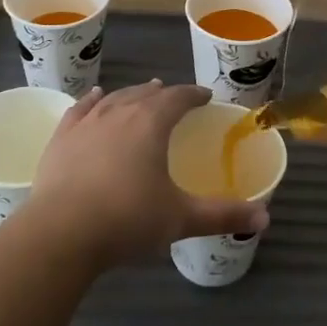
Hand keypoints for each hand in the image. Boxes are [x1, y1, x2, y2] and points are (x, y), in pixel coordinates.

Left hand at [22, 81, 268, 266]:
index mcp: (151, 124)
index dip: (193, 95)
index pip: (177, 98)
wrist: (61, 232)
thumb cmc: (127, 219)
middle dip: (162, 94)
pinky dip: (91, 100)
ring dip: (130, 94)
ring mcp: (86, 123)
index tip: (204, 96)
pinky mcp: (61, 137)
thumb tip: (265, 218)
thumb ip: (223, 215)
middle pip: (144, 94)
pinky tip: (94, 97)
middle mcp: (119, 112)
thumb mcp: (180, 219)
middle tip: (172, 97)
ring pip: (113, 98)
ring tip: (140, 93)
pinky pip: (80, 109)